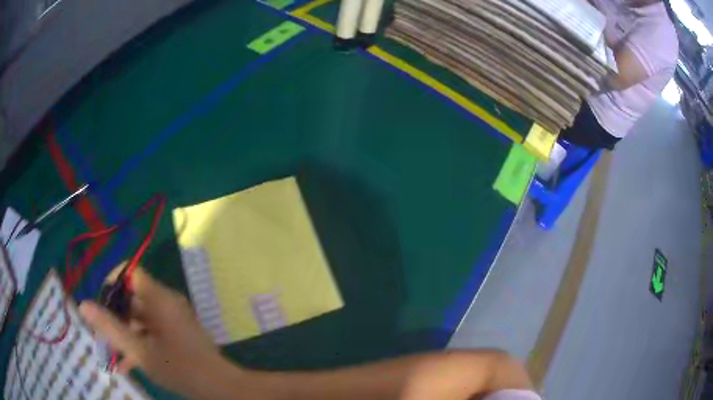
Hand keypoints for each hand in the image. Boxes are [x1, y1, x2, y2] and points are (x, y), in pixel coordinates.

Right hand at [79, 268, 227, 395]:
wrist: (219, 387)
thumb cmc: (178, 368)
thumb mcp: (138, 351)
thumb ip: (109, 327)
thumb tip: (83, 305)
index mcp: (159, 298)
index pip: (131, 272)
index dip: (113, 283)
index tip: (102, 304)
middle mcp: (167, 301)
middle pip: (133, 296)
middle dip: (115, 314)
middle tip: (103, 333)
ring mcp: (173, 317)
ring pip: (140, 316)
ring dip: (125, 331)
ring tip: (112, 351)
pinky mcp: (177, 331)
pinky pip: (152, 329)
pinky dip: (139, 340)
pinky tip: (127, 363)